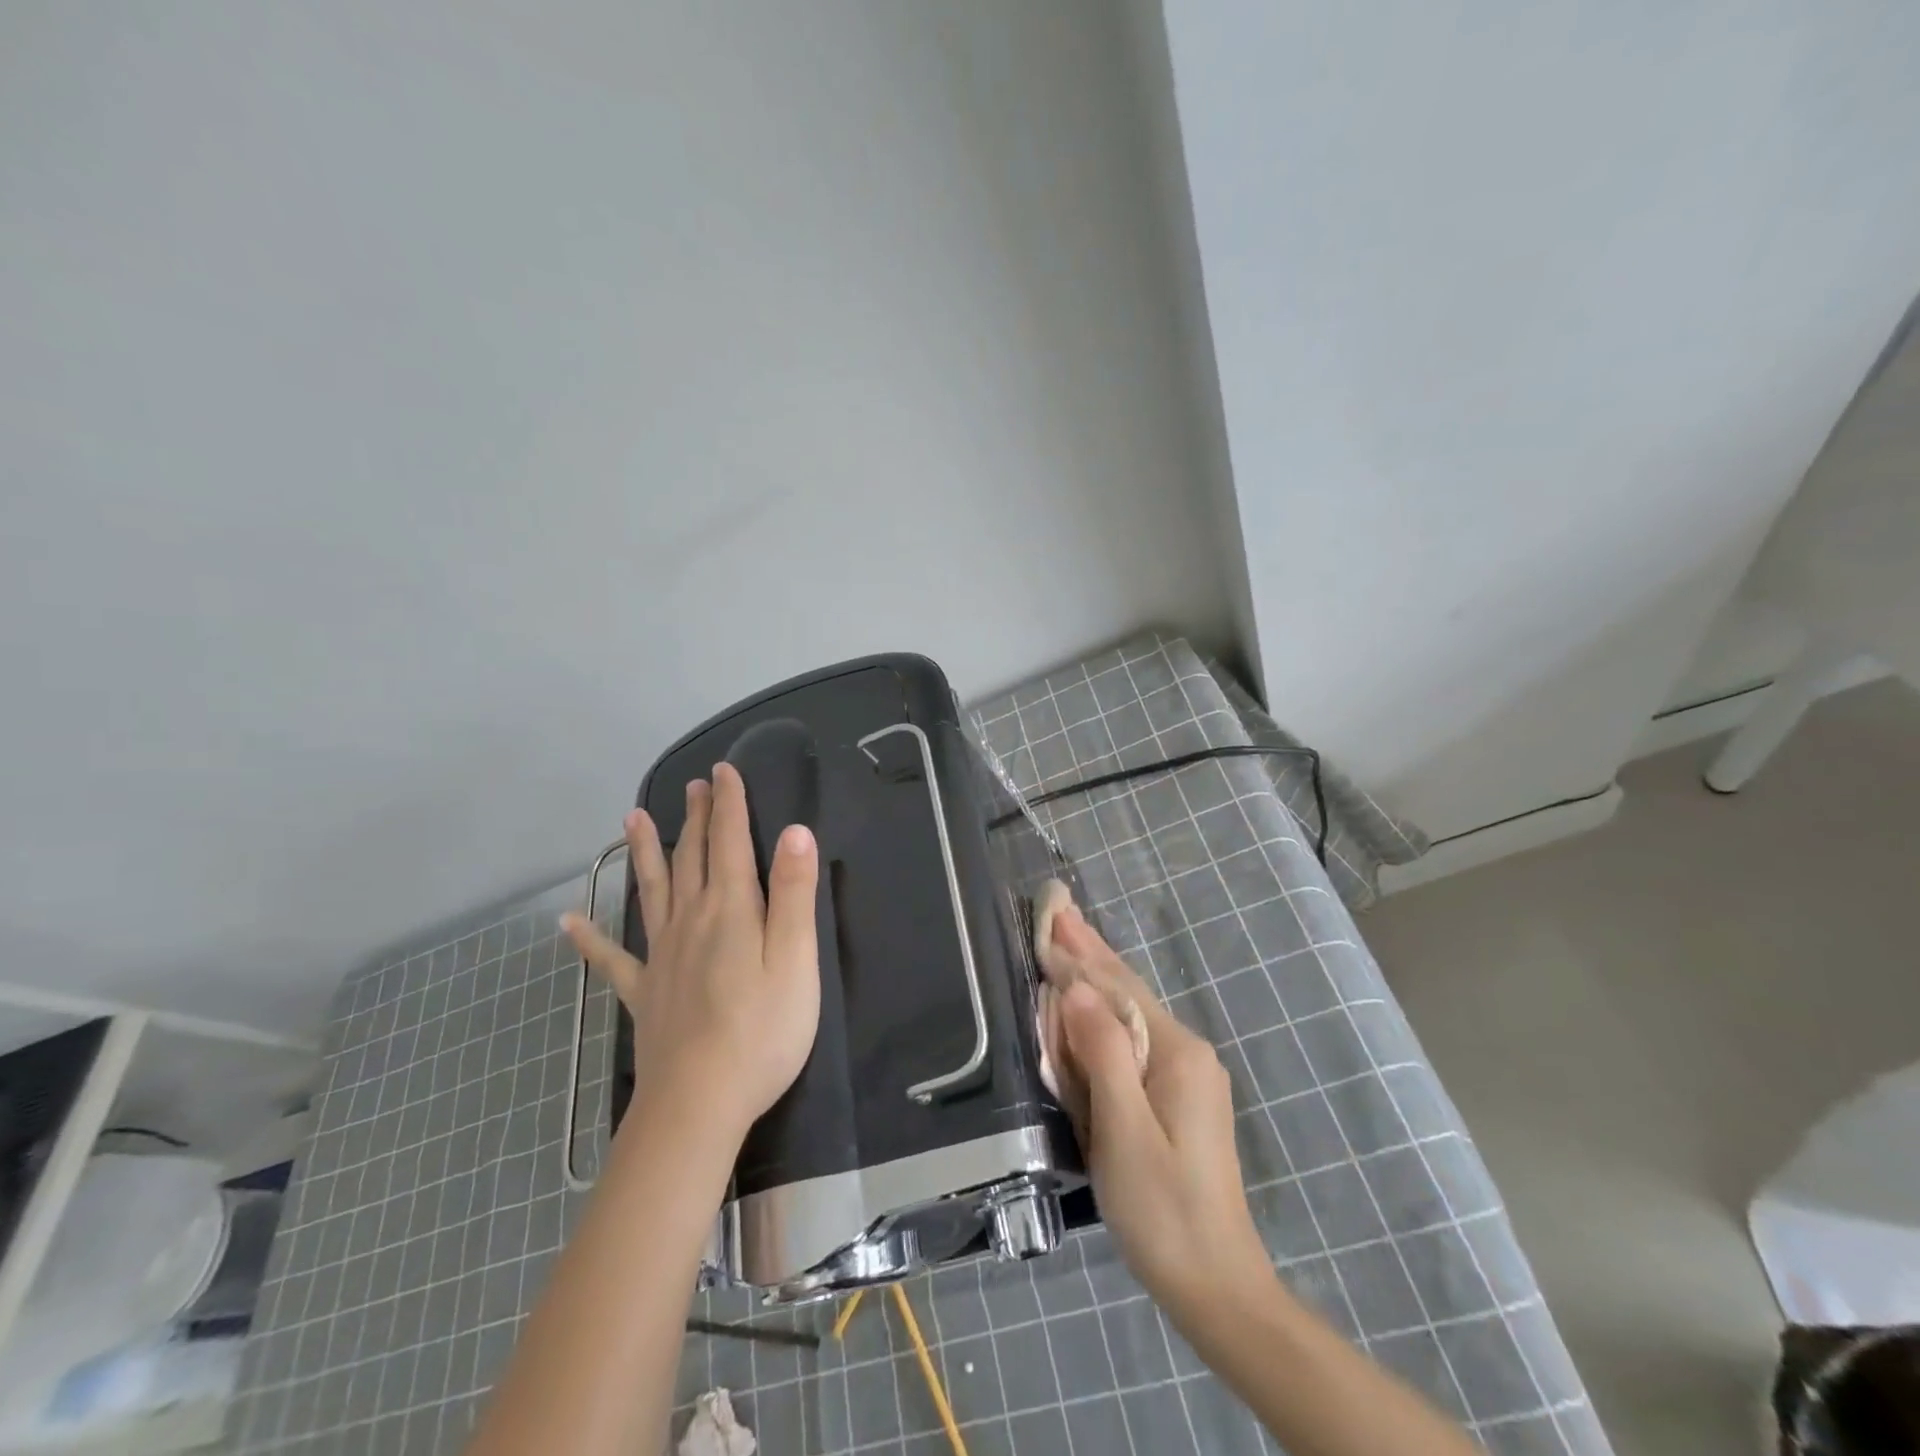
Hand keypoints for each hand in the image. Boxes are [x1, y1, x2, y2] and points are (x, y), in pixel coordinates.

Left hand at [562, 762, 819, 1142]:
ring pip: (652, 890)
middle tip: (694, 785)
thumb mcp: (796, 958)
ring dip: (645, 852)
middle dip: (696, 818)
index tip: (723, 771)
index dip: (728, 804)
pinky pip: (612, 958)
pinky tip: (568, 923)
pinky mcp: (646, 992)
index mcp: (731, 909)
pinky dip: (589, 939)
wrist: (701, 1102)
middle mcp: (691, 920)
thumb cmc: (763, 1029)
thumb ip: (795, 893)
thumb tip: (794, 831)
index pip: (730, 842)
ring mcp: (662, 956)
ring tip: (631, 819)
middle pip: (692, 857)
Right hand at [1048, 901, 1276, 1324]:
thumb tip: (1077, 987)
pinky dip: (1104, 1014)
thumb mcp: (1124, 1130)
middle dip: (1091, 951)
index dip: (1080, 954)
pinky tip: (1088, 1003)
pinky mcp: (1179, 1097)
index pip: (1118, 987)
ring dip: (1095, 977)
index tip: (1049, 918)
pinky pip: (1133, 1041)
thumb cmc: (1163, 1209)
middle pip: (1129, 991)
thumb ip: (1103, 1052)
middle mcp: (1187, 1052)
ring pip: (1131, 1013)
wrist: (1217, 1286)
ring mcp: (1187, 1074)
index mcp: (1178, 1053)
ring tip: (1067, 942)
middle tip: (1059, 911)